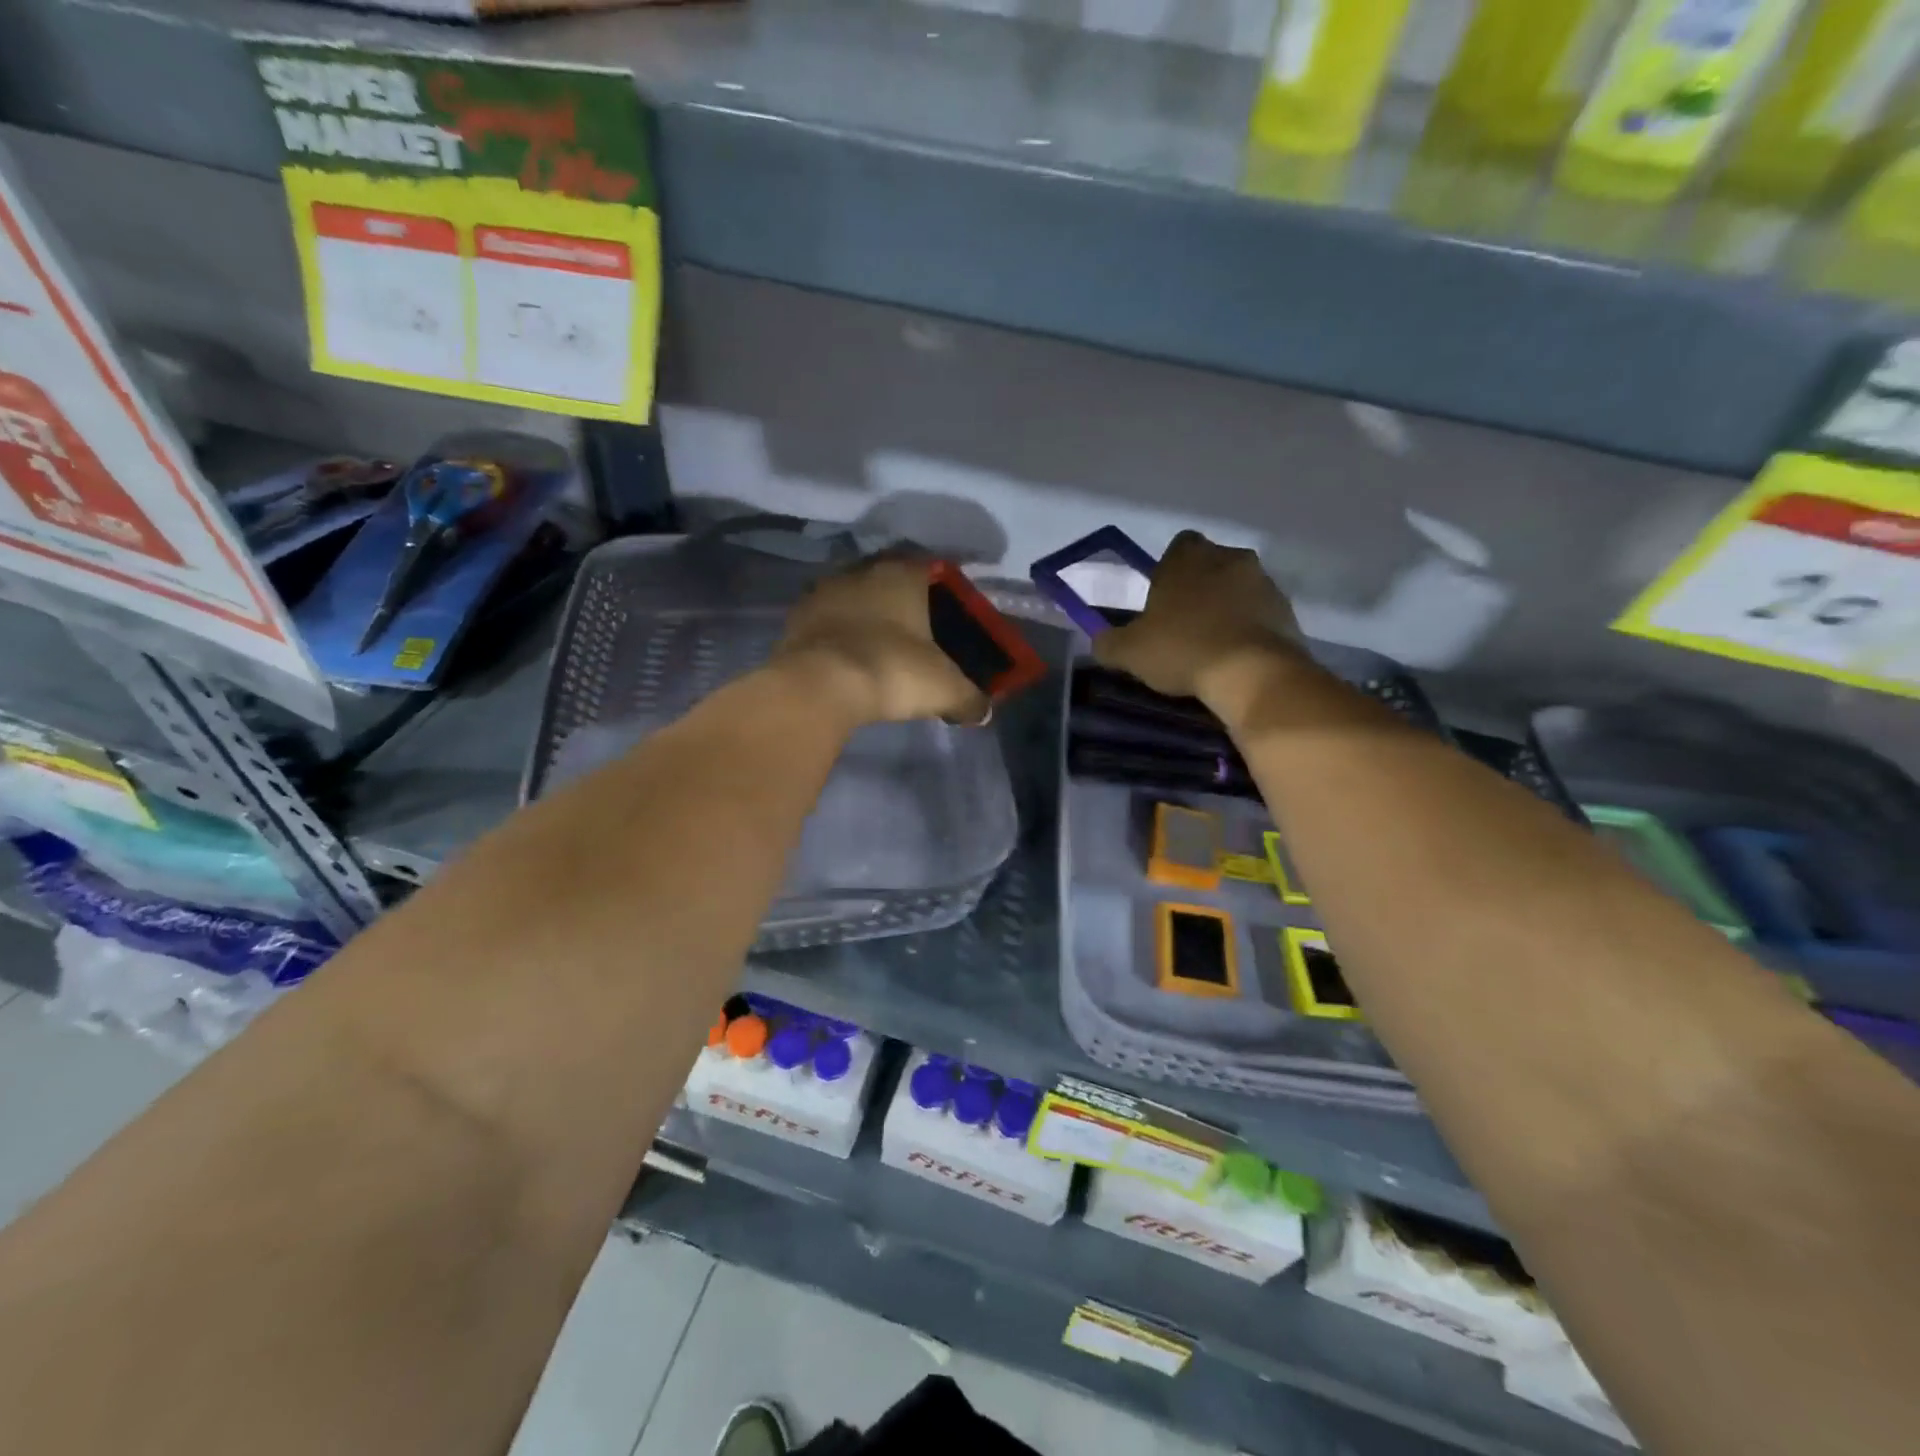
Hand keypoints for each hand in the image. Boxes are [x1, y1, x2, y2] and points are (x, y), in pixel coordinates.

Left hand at [771, 552, 991, 726]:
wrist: (819, 686)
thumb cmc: (893, 670)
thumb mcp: (945, 688)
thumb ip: (970, 698)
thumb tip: (982, 712)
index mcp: (903, 574)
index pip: (932, 569)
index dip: (944, 592)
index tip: (951, 616)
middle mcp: (862, 571)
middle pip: (891, 581)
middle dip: (903, 604)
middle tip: (917, 634)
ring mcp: (824, 591)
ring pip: (856, 598)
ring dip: (867, 617)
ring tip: (880, 648)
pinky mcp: (796, 617)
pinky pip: (828, 621)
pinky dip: (840, 635)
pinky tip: (849, 659)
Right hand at [1093, 531, 1302, 709]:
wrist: (1252, 672)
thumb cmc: (1182, 649)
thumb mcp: (1130, 652)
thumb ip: (1109, 643)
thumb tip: (1100, 641)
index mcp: (1188, 557)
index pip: (1178, 546)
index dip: (1169, 570)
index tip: (1163, 599)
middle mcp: (1229, 557)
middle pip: (1211, 565)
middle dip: (1201, 587)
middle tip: (1185, 623)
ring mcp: (1263, 582)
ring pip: (1239, 588)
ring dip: (1227, 607)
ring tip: (1212, 644)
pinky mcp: (1287, 610)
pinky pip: (1261, 614)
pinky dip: (1249, 628)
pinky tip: (1236, 657)